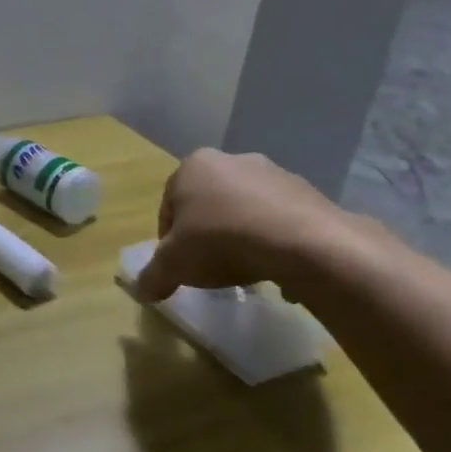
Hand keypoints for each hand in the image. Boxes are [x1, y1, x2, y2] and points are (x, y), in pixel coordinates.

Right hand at [135, 148, 359, 301]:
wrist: (303, 243)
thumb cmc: (221, 241)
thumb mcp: (174, 265)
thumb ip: (153, 276)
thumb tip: (142, 291)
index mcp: (193, 167)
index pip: (168, 206)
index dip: (168, 240)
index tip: (178, 265)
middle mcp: (231, 160)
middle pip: (208, 205)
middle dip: (207, 234)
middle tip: (209, 266)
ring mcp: (274, 173)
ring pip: (245, 210)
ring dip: (241, 236)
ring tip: (246, 270)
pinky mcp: (308, 191)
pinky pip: (280, 219)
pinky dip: (274, 240)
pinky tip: (276, 267)